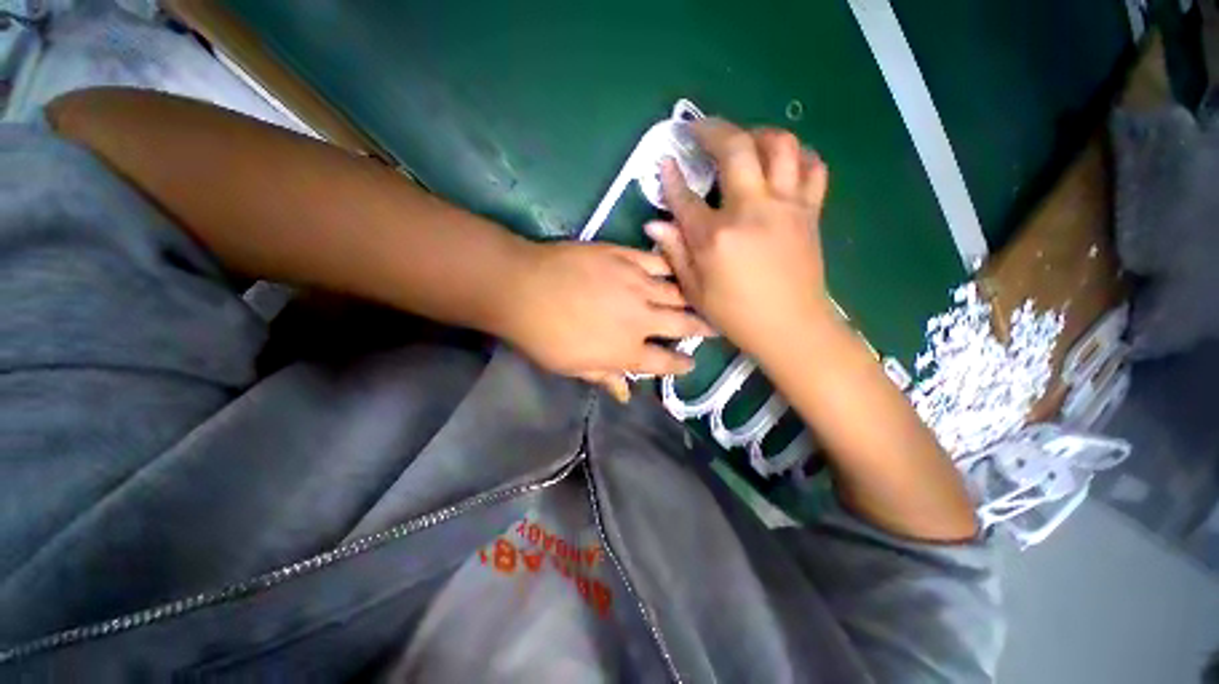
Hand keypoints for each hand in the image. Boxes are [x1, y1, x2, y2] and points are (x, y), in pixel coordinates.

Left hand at [502, 241, 712, 399]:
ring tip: (704, 298)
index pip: (664, 361)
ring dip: (692, 297)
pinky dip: (670, 267)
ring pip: (676, 291)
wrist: (522, 289)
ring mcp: (635, 284)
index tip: (691, 363)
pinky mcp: (624, 257)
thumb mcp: (573, 367)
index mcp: (626, 350)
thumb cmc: (544, 335)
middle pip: (681, 324)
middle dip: (702, 328)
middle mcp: (640, 319)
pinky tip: (679, 268)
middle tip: (714, 328)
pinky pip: (657, 262)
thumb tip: (626, 394)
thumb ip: (605, 377)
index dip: (680, 365)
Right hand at [646, 120, 834, 359]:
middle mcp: (752, 211)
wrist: (790, 327)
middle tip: (700, 130)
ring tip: (744, 141)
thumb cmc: (736, 314)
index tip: (665, 161)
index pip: (686, 197)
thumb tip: (656, 224)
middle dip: (713, 129)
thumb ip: (675, 253)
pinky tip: (783, 163)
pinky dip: (798, 155)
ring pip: (780, 145)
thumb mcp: (695, 290)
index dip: (671, 177)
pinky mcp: (809, 211)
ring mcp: (786, 206)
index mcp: (716, 237)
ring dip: (758, 133)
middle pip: (736, 149)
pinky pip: (812, 167)